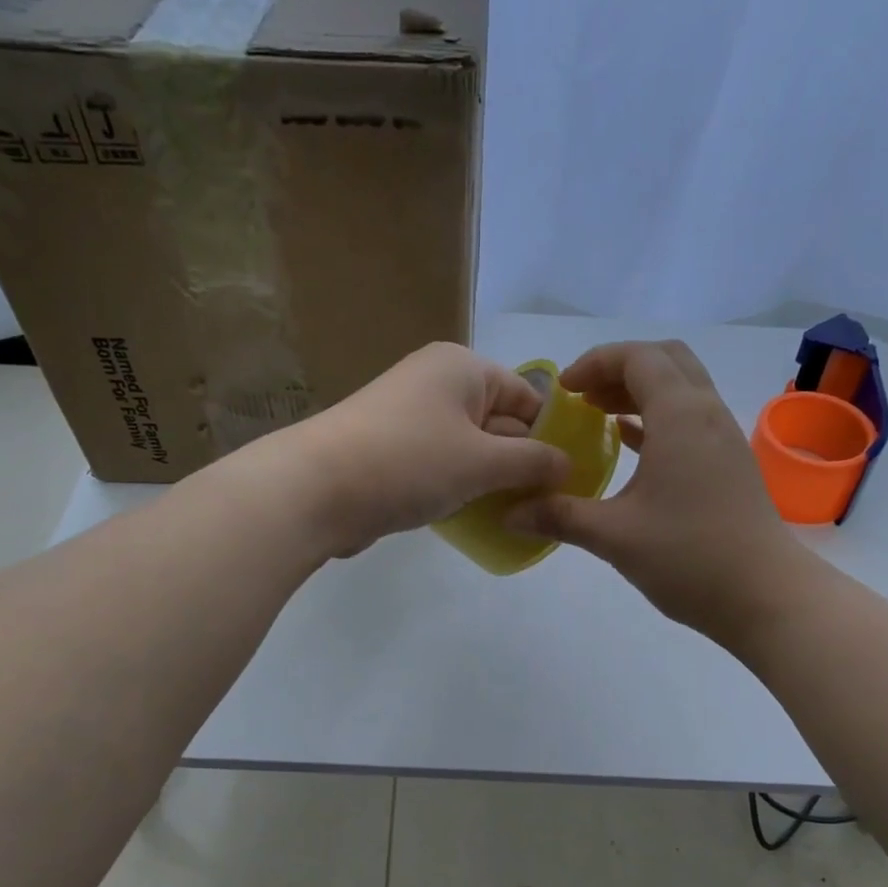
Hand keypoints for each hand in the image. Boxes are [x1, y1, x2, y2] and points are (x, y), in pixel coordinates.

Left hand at [292, 342, 570, 555]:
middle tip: (548, 505)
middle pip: (498, 422)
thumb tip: (567, 466)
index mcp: (462, 368)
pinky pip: (441, 465)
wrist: (316, 489)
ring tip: (518, 516)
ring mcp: (409, 417)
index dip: (552, 435)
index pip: (527, 397)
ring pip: (469, 448)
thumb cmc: (410, 462)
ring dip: (491, 480)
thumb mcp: (483, 462)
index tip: (571, 478)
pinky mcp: (391, 451)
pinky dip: (459, 487)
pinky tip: (476, 518)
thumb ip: (532, 462)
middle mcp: (436, 383)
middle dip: (522, 463)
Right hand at [504, 340, 794, 641]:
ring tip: (599, 416)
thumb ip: (559, 516)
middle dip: (619, 368)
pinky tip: (630, 444)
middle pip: (665, 360)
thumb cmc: (689, 557)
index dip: (595, 363)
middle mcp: (706, 413)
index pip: (637, 358)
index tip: (563, 391)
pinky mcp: (728, 462)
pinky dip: (657, 417)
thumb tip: (508, 513)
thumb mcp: (614, 536)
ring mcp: (723, 437)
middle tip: (583, 398)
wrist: (765, 595)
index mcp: (680, 416)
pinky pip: (690, 418)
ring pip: (681, 387)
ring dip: (640, 391)